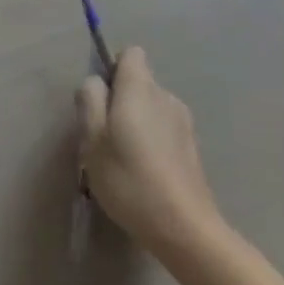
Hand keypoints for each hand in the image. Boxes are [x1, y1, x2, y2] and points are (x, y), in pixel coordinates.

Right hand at [77, 46, 223, 257]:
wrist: (186, 230)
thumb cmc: (130, 179)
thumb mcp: (93, 139)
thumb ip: (90, 100)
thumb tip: (95, 82)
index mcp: (140, 87)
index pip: (130, 54)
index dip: (113, 70)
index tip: (103, 100)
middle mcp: (165, 95)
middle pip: (140, 82)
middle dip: (122, 100)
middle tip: (107, 137)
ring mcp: (184, 122)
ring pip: (152, 107)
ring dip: (138, 122)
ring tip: (126, 159)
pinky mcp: (193, 148)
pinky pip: (165, 130)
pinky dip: (154, 141)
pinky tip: (147, 174)